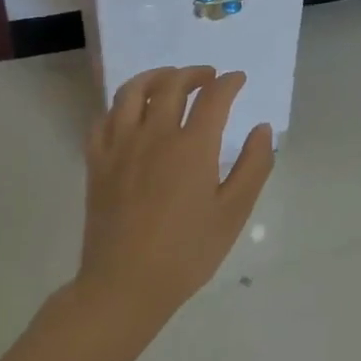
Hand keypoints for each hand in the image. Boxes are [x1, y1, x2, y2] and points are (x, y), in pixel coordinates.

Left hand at [70, 66, 274, 347]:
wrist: (124, 287)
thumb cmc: (187, 252)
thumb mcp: (234, 212)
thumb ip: (254, 165)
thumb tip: (262, 129)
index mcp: (192, 146)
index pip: (213, 97)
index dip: (229, 82)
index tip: (238, 79)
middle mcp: (154, 136)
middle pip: (171, 85)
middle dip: (194, 74)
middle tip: (209, 77)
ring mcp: (120, 148)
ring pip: (132, 93)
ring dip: (155, 78)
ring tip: (169, 80)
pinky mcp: (97, 164)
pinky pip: (104, 120)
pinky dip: (120, 107)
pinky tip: (131, 114)